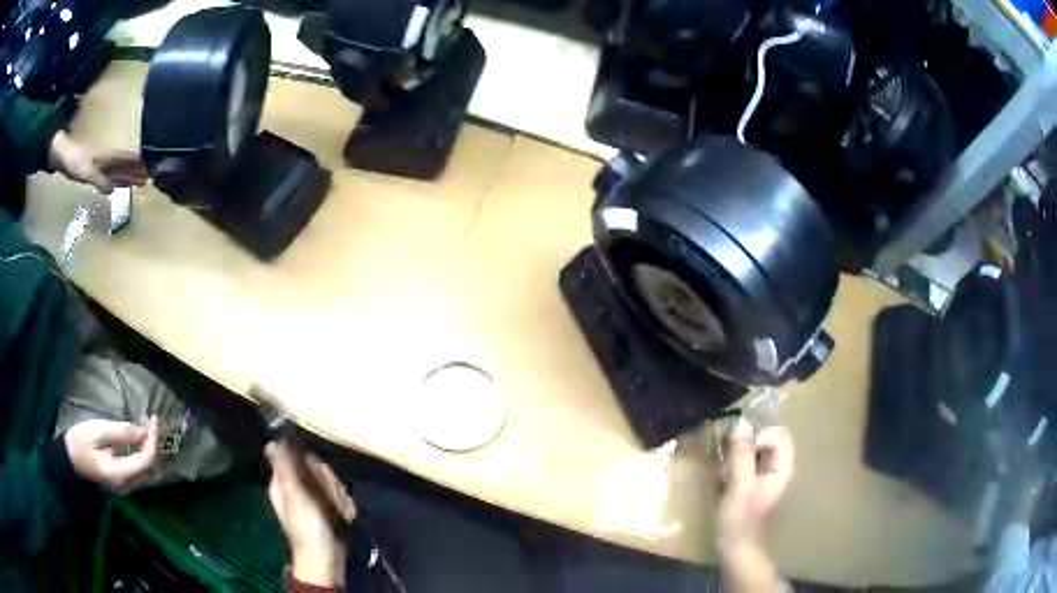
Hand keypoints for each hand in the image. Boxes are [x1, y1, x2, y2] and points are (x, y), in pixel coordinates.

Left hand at [48, 131, 147, 194]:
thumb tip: (111, 192)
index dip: (138, 166)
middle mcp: (107, 162)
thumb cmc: (73, 161)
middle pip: (125, 167)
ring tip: (140, 182)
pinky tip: (117, 187)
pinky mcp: (93, 172)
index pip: (127, 162)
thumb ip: (99, 180)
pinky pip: (109, 176)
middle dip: (137, 172)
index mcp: (107, 160)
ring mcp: (100, 167)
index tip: (151, 171)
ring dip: (129, 176)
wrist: (61, 154)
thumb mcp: (86, 171)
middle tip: (150, 178)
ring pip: (119, 172)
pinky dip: (116, 180)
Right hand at [64, 416, 159, 490]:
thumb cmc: (79, 442)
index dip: (153, 439)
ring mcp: (123, 485)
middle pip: (149, 468)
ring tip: (149, 429)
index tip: (154, 419)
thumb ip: (121, 433)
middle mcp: (125, 485)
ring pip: (146, 472)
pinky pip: (138, 471)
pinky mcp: (121, 481)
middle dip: (154, 446)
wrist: (68, 459)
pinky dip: (142, 455)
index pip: (145, 460)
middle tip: (153, 423)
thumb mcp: (98, 432)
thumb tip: (143, 431)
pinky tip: (140, 440)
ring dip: (149, 451)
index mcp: (118, 473)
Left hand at [266, 442, 356, 587]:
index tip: (319, 474)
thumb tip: (272, 440)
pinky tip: (345, 515)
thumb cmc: (307, 529)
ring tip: (339, 511)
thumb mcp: (294, 497)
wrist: (326, 560)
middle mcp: (295, 485)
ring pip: (330, 481)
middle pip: (316, 467)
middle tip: (331, 499)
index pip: (296, 454)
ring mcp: (311, 496)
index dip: (310, 461)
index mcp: (282, 481)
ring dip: (338, 495)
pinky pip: (338, 494)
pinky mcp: (326, 506)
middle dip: (328, 482)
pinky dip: (343, 504)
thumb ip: (285, 469)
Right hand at [716, 419, 794, 592]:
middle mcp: (777, 469)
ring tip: (723, 470)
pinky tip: (722, 478)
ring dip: (737, 456)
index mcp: (781, 468)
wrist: (736, 550)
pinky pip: (745, 466)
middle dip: (746, 444)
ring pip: (754, 454)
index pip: (779, 434)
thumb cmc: (741, 519)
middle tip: (727, 457)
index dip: (761, 434)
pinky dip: (734, 466)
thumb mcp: (739, 485)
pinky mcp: (752, 487)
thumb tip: (742, 423)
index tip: (740, 445)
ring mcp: (765, 479)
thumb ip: (742, 454)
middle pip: (767, 442)